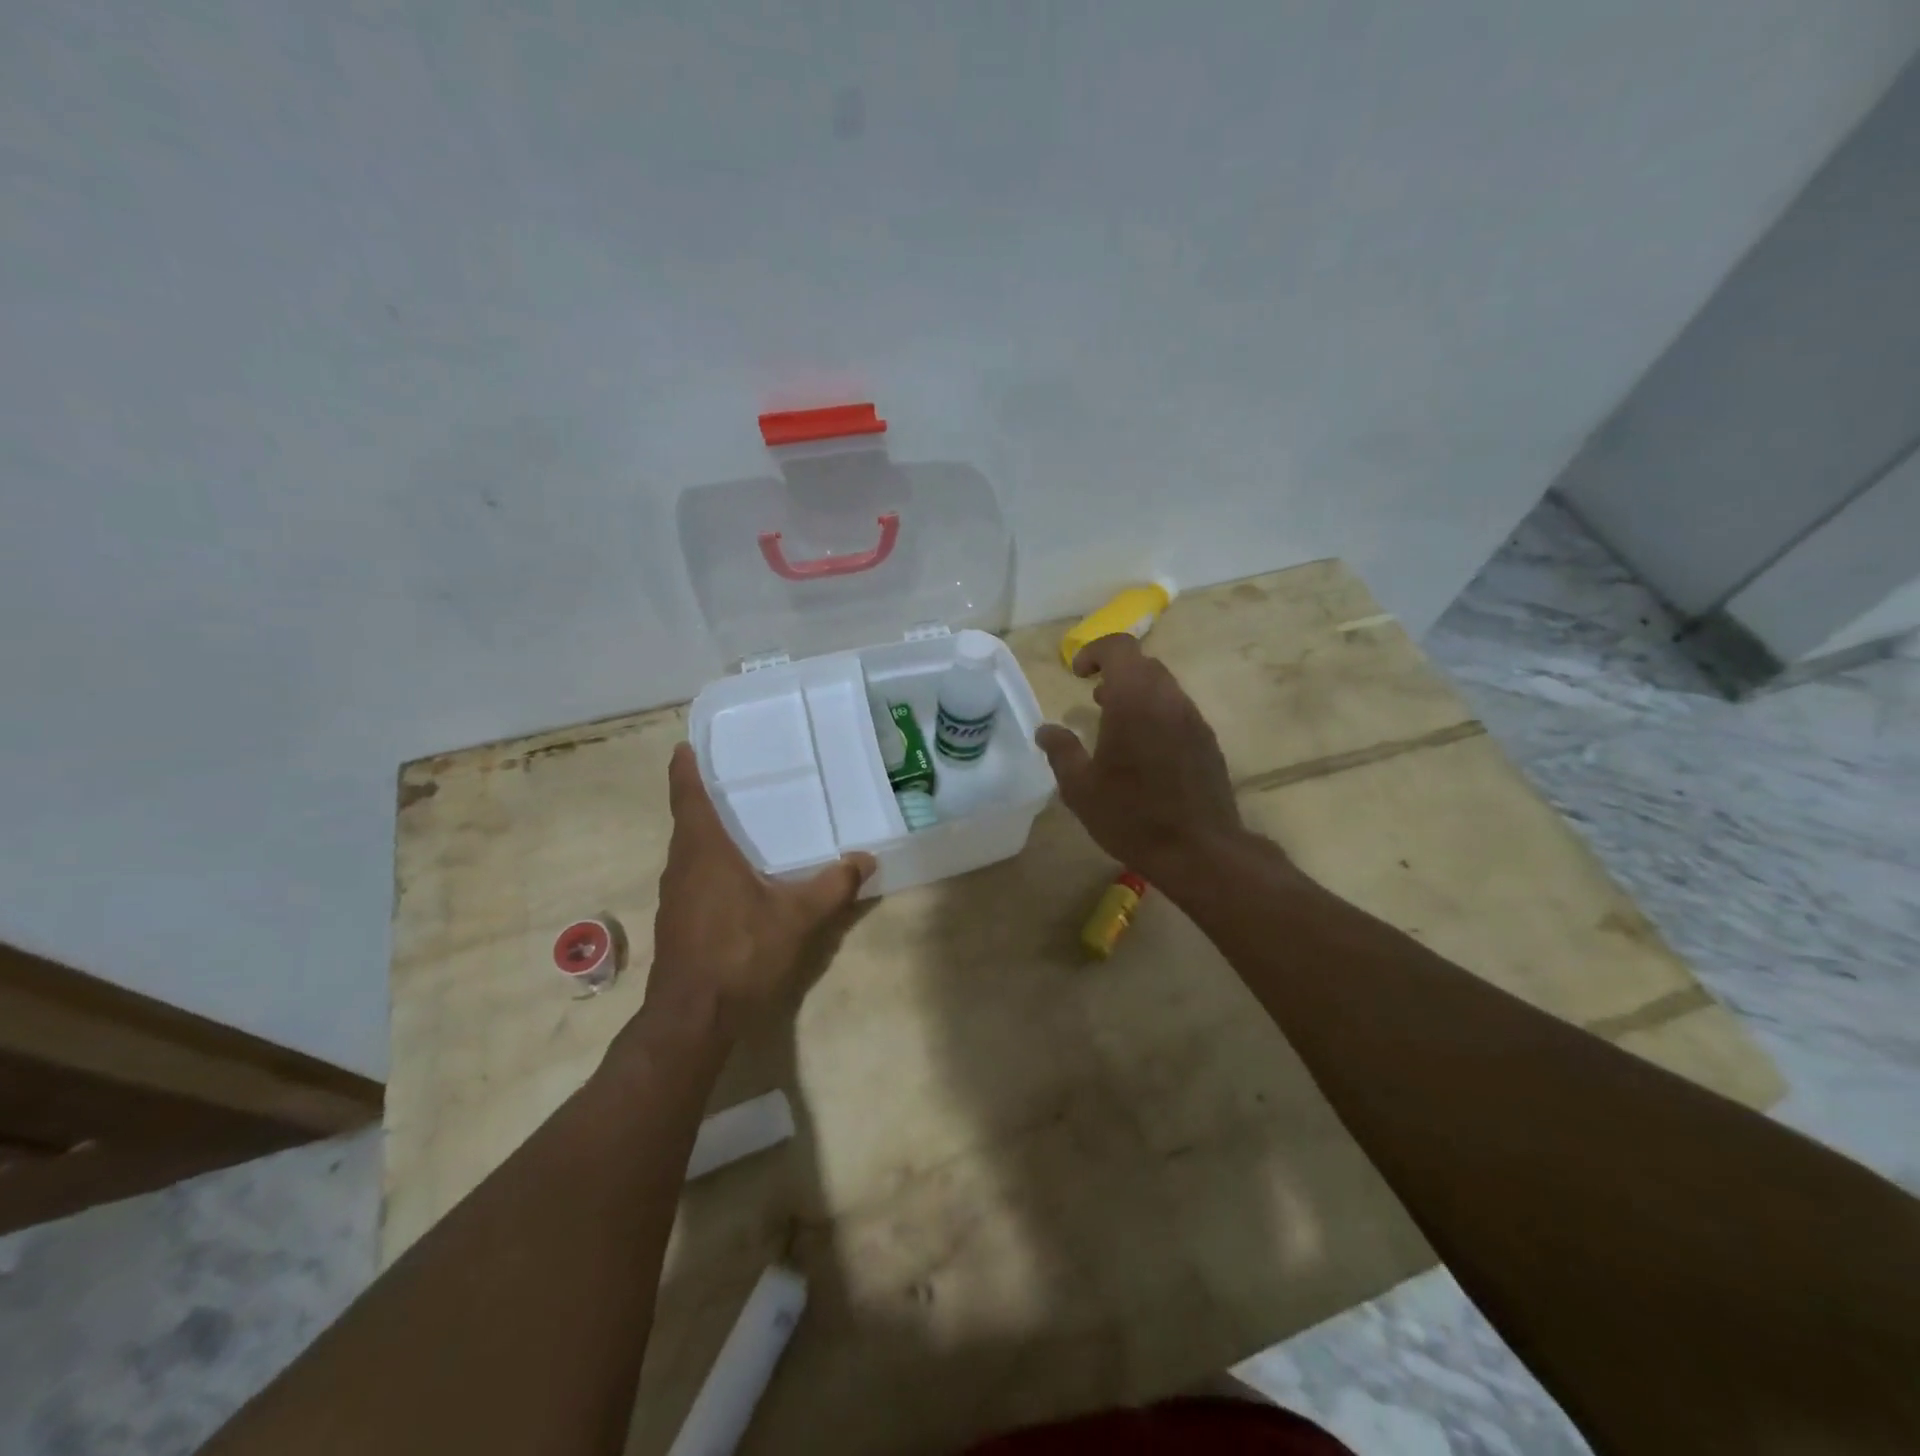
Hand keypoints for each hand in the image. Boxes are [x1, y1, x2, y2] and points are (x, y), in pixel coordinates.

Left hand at [645, 743, 874, 1035]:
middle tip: (733, 780)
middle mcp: (681, 866)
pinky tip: (737, 878)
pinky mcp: (678, 921)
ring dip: (706, 834)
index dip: (684, 770)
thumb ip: (833, 886)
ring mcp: (674, 896)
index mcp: (704, 852)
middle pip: (687, 822)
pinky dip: (709, 864)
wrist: (694, 1016)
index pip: (688, 798)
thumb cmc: (741, 953)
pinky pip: (692, 876)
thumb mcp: (798, 917)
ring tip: (739, 823)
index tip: (684, 747)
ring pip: (689, 852)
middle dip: (703, 799)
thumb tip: (865, 859)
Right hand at [1035, 633, 1244, 884]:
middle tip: (1092, 698)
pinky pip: (1178, 711)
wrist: (1200, 851)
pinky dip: (1156, 714)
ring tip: (1114, 724)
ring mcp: (1193, 719)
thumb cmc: (1132, 816)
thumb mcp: (1080, 789)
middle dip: (1115, 671)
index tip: (1076, 674)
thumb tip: (1045, 730)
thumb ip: (1061, 751)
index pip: (1119, 647)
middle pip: (1143, 664)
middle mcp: (1169, 699)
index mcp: (1134, 701)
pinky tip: (1144, 751)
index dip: (1095, 651)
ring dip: (1137, 693)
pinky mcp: (1207, 741)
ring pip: (1164, 687)